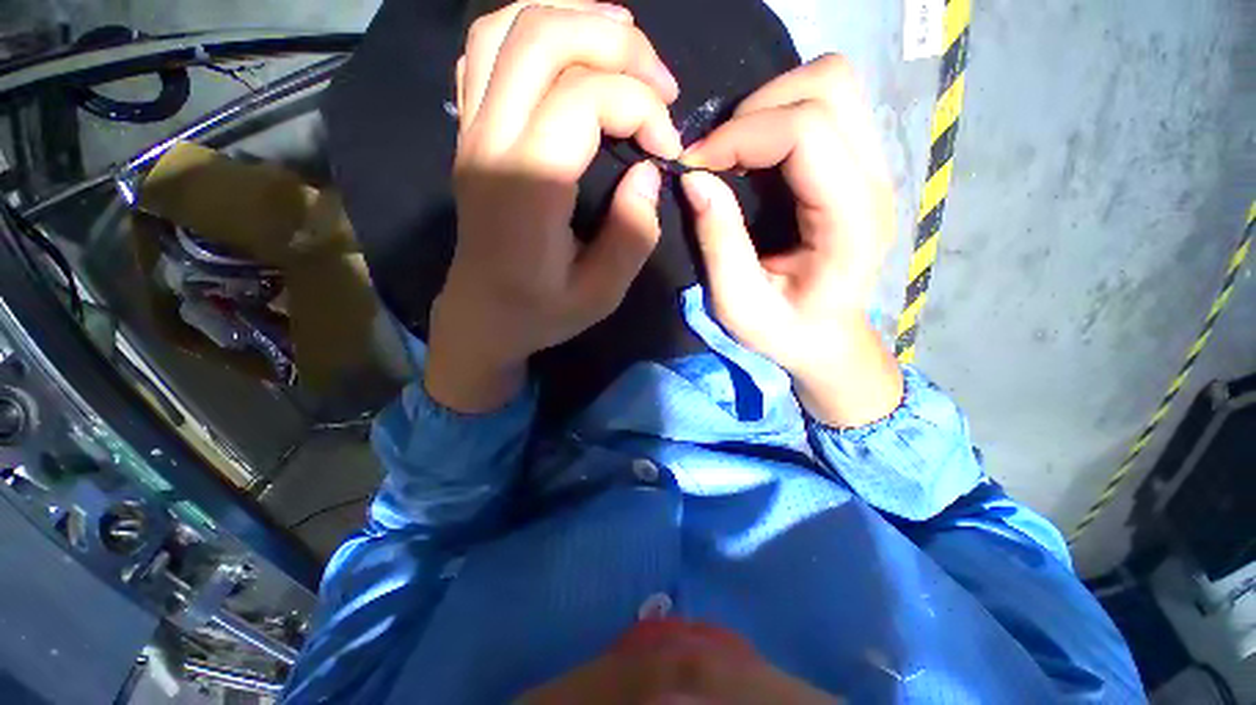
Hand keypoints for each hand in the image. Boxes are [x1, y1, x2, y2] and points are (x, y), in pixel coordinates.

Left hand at [426, 1, 682, 412]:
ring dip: (573, 18)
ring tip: (623, 41)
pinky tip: (568, 49)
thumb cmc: (541, 311)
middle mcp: (491, 142)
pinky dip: (531, 28)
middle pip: (543, 37)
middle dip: (617, 44)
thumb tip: (648, 171)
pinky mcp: (469, 132)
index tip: (668, 147)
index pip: (584, 98)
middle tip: (660, 83)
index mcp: (528, 186)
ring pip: (508, 25)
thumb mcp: (600, 294)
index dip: (641, 106)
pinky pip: (486, 49)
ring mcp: (471, 130)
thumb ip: (633, 234)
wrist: (483, 315)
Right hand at [680, 55, 902, 426]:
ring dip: (770, 105)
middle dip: (757, 108)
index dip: (740, 135)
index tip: (694, 165)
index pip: (807, 130)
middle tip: (716, 154)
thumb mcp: (739, 304)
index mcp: (851, 220)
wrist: (827, 340)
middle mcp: (874, 182)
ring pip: (832, 85)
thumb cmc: (785, 332)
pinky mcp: (858, 168)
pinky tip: (754, 155)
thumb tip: (693, 179)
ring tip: (733, 150)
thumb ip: (719, 243)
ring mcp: (873, 169)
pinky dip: (780, 116)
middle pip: (830, 86)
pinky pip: (826, 108)